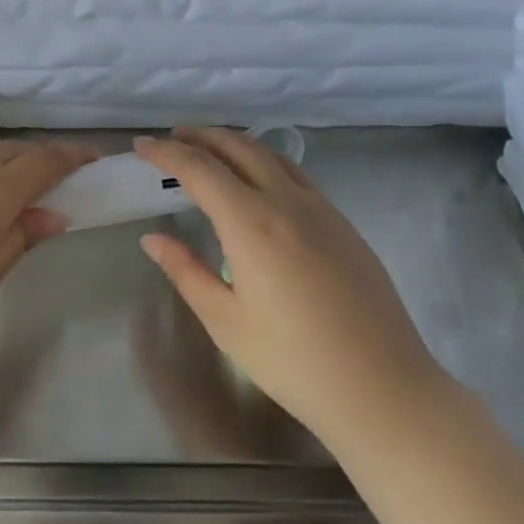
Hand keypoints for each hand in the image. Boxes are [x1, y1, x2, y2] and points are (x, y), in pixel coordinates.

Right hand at [136, 129, 445, 442]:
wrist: (382, 387)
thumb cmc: (292, 361)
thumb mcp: (225, 321)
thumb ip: (186, 271)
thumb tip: (152, 239)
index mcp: (252, 224)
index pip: (200, 170)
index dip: (166, 153)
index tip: (141, 146)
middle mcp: (288, 203)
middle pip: (240, 149)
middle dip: (202, 137)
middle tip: (172, 138)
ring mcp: (323, 210)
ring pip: (273, 157)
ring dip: (236, 144)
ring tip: (210, 150)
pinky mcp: (344, 225)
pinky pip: (298, 176)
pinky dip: (266, 163)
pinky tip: (258, 182)